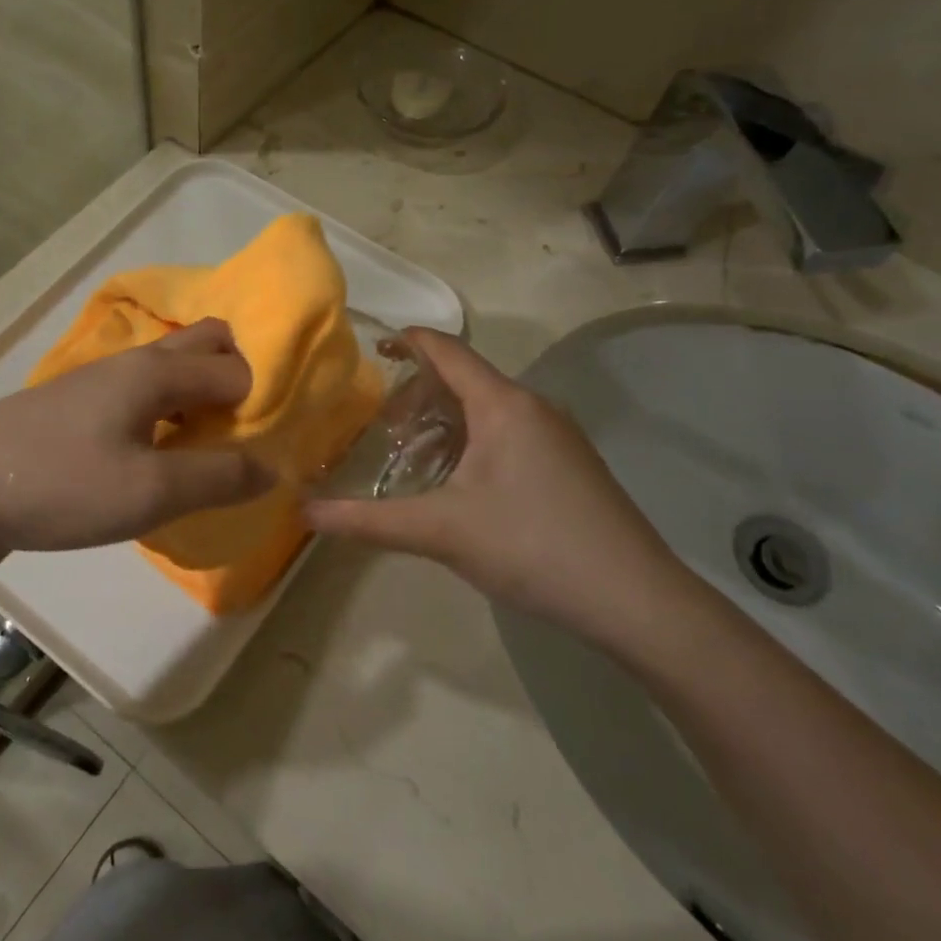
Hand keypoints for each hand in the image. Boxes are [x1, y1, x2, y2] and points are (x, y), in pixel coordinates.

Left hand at [0, 318, 274, 560]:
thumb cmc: (58, 484)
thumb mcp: (149, 493)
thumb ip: (218, 479)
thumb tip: (274, 468)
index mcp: (154, 371)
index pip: (235, 366)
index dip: (262, 400)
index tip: (271, 446)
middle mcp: (130, 365)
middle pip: (201, 346)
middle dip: (234, 380)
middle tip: (245, 436)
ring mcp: (97, 385)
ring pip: (168, 374)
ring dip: (198, 401)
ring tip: (210, 454)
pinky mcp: (74, 412)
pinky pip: (139, 400)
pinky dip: (166, 418)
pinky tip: (157, 462)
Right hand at [303, 329, 684, 645]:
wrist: (636, 600)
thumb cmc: (532, 546)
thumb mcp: (440, 532)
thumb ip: (368, 521)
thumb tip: (305, 514)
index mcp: (502, 405)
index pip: (447, 351)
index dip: (410, 341)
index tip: (375, 344)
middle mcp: (532, 408)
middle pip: (465, 379)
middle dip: (419, 394)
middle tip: (382, 424)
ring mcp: (557, 437)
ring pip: (488, 411)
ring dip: (446, 423)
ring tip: (412, 456)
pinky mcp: (570, 466)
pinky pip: (509, 434)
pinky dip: (472, 443)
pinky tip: (458, 484)